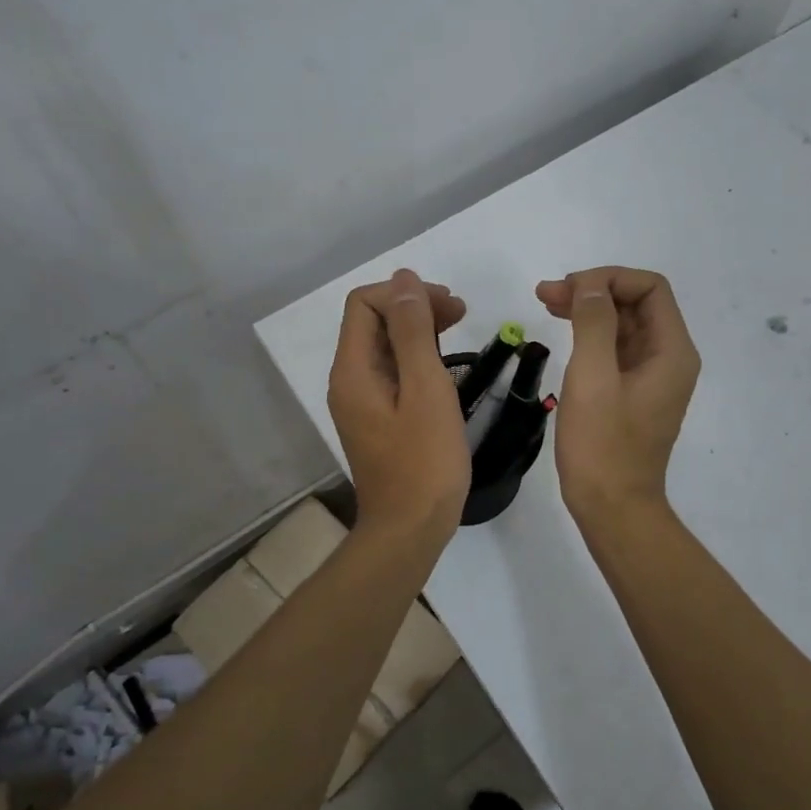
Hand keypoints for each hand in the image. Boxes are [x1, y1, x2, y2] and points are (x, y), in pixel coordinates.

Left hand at [328, 268, 470, 543]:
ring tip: (459, 326)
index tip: (449, 305)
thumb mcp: (425, 389)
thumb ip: (414, 331)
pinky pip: (392, 371)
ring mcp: (362, 401)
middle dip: (414, 306)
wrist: (409, 529)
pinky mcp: (378, 417)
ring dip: (418, 328)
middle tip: (461, 311)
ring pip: (384, 345)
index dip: (404, 293)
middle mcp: (349, 380)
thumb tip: (405, 280)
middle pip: (373, 321)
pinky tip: (444, 362)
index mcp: (353, 370)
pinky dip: (416, 356)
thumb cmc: (424, 461)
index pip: (365, 304)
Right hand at [536, 267, 699, 520]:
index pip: (650, 288)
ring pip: (624, 325)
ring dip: (589, 310)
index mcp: (672, 351)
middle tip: (545, 294)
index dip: (609, 278)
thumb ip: (594, 322)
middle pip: (637, 304)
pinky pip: (617, 350)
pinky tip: (564, 332)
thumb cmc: (602, 445)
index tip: (567, 289)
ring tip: (546, 303)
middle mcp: (670, 358)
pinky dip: (591, 335)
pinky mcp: (634, 393)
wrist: (613, 508)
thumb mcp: (593, 377)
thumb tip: (589, 285)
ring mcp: (652, 377)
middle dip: (594, 291)